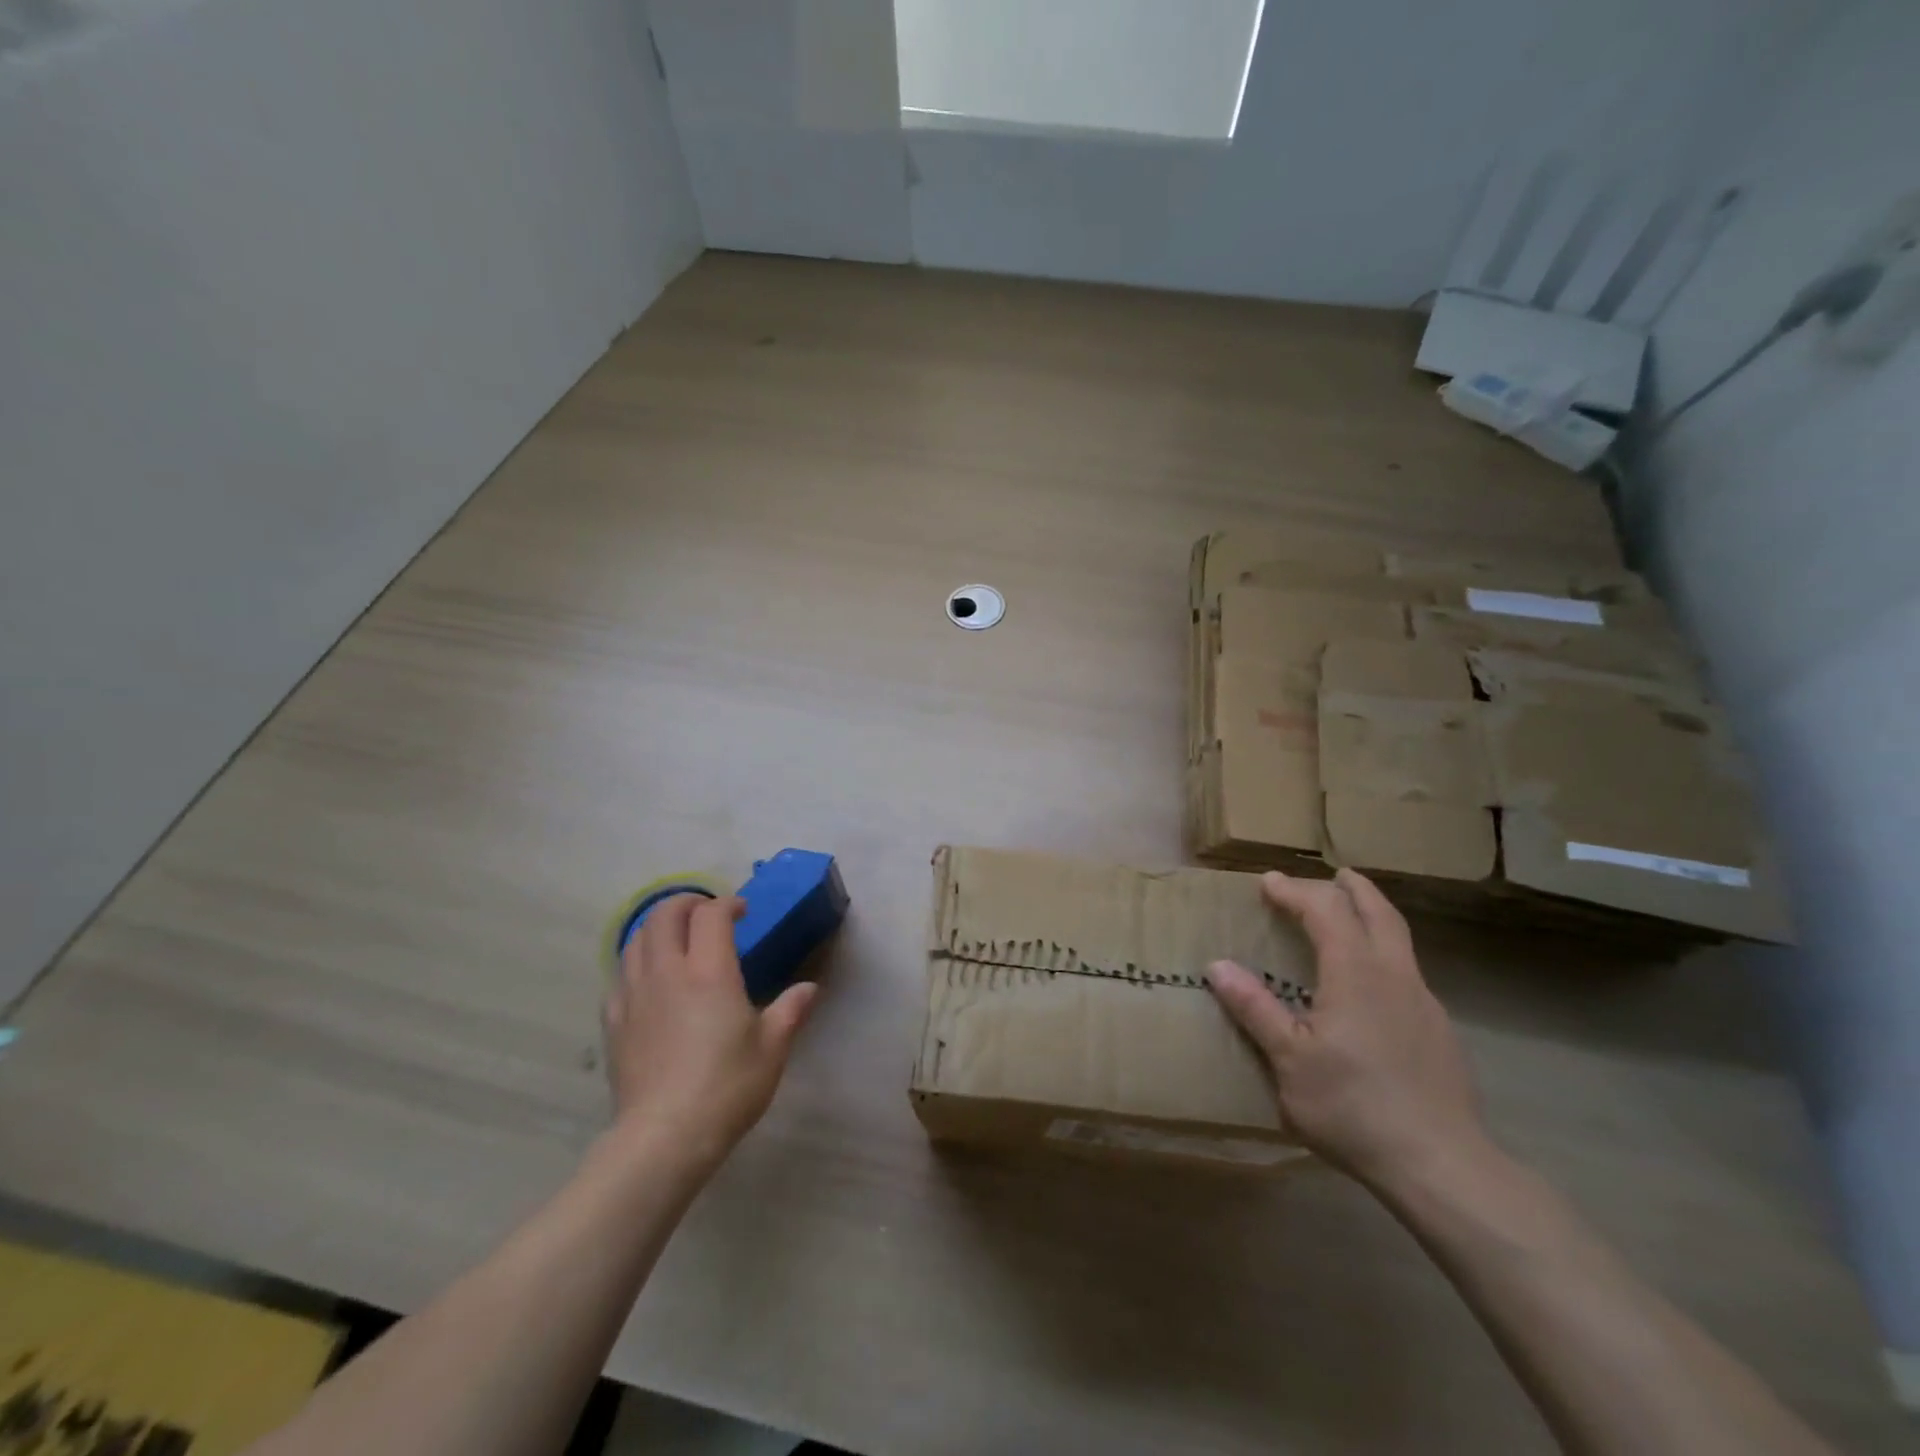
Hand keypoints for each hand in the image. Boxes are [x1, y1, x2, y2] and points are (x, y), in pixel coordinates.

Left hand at [602, 893, 816, 1174]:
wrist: (664, 1138)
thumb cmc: (727, 1088)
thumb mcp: (772, 1048)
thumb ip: (791, 1010)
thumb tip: (809, 988)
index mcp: (709, 972)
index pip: (711, 915)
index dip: (727, 904)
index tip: (742, 913)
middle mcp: (667, 973)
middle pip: (664, 915)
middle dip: (686, 903)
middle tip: (706, 913)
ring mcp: (634, 995)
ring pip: (636, 939)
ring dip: (658, 927)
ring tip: (677, 938)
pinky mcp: (613, 1021)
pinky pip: (620, 974)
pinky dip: (637, 961)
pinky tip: (650, 979)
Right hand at [1207, 869, 1486, 1188]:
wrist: (1441, 1165)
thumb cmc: (1353, 1106)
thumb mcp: (1288, 1059)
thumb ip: (1254, 1008)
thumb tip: (1217, 965)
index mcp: (1355, 972)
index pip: (1326, 909)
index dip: (1295, 890)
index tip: (1268, 882)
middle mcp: (1394, 975)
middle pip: (1378, 912)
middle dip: (1351, 888)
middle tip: (1331, 874)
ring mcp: (1424, 1003)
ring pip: (1399, 940)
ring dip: (1372, 917)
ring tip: (1350, 919)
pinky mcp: (1438, 1032)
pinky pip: (1407, 972)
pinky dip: (1383, 953)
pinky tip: (1371, 985)